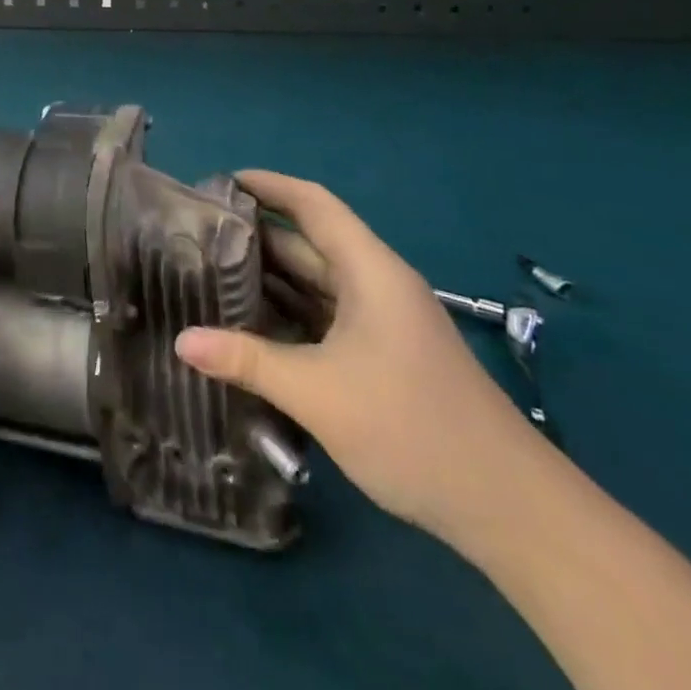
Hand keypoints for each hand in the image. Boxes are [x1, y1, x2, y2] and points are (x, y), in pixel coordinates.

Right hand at [174, 170, 548, 546]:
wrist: (509, 508)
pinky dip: (288, 314)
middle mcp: (376, 284)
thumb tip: (181, 342)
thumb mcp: (318, 393)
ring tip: (210, 274)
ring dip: (270, 278)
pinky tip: (251, 326)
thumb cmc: (412, 428)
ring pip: (316, 283)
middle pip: (310, 243)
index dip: (269, 185)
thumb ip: (247, 360)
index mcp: (370, 271)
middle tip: (197, 234)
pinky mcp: (384, 355)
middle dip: (256, 235)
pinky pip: (326, 317)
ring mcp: (383, 322)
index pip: (314, 204)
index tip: (221, 181)